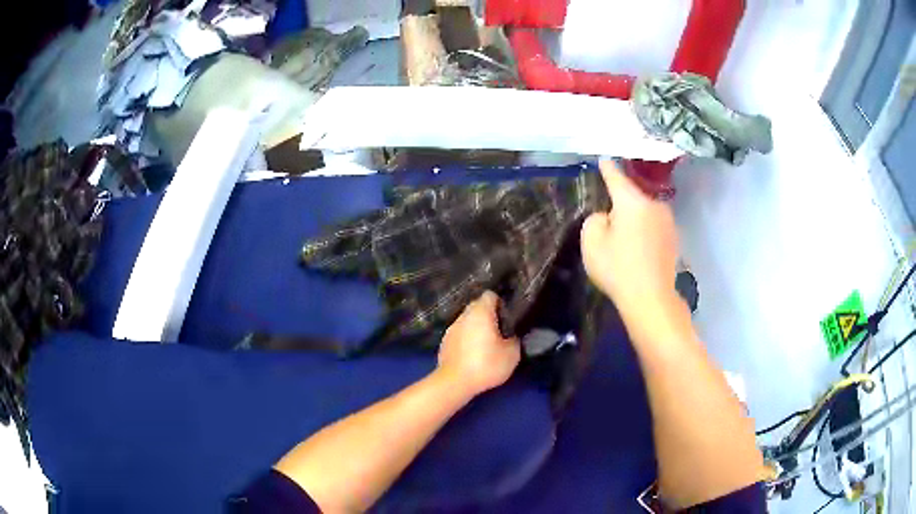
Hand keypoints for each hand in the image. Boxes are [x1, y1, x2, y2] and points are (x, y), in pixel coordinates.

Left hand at [437, 291, 520, 397]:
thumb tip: (510, 335)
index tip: (507, 317)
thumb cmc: (486, 364)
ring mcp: (451, 328)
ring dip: (476, 328)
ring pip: (467, 321)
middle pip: (477, 307)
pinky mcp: (444, 342)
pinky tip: (472, 354)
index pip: (491, 295)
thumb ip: (514, 339)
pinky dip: (466, 339)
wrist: (455, 382)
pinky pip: (459, 334)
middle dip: (488, 315)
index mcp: (480, 312)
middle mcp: (464, 315)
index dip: (501, 303)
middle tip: (499, 331)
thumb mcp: (512, 354)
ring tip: (485, 344)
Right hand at [581, 161, 679, 309]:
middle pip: (632, 197)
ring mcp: (668, 222)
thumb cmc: (618, 268)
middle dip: (621, 205)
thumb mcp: (591, 242)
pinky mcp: (674, 239)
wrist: (651, 299)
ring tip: (625, 243)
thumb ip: (595, 219)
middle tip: (609, 225)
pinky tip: (639, 253)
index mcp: (632, 201)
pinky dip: (645, 234)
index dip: (608, 168)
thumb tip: (608, 216)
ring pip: (645, 213)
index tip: (604, 159)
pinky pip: (654, 228)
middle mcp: (654, 205)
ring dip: (635, 220)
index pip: (616, 177)